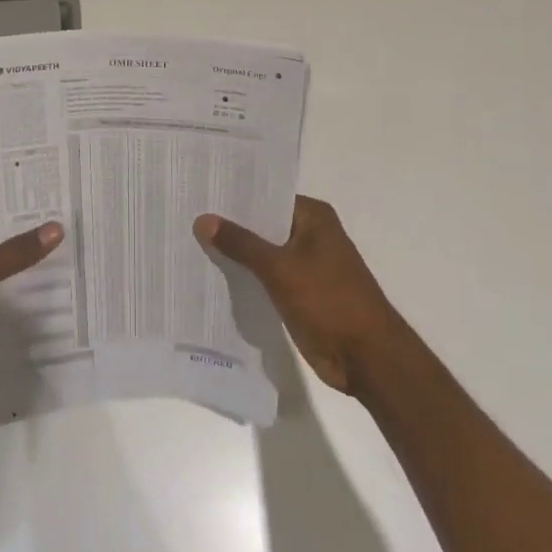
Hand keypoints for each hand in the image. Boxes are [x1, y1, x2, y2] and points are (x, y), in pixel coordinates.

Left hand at [0, 193, 62, 401]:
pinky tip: (56, 280)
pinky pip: (2, 284)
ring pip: (3, 255)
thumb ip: (14, 253)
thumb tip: (58, 226)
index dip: (22, 187)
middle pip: (1, 224)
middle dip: (35, 220)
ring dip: (31, 253)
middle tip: (81, 209)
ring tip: (79, 240)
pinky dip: (23, 282)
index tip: (62, 179)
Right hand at [194, 196, 405, 395]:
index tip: (198, 193)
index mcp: (313, 217)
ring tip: (188, 243)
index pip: (266, 197)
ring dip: (235, 253)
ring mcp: (306, 265)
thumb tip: (203, 219)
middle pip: (262, 224)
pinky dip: (245, 276)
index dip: (234, 197)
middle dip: (229, 226)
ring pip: (262, 252)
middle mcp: (310, 234)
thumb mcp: (279, 268)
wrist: (367, 357)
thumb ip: (240, 243)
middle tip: (185, 217)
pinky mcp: (300, 292)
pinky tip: (212, 276)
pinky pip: (266, 277)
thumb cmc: (329, 301)